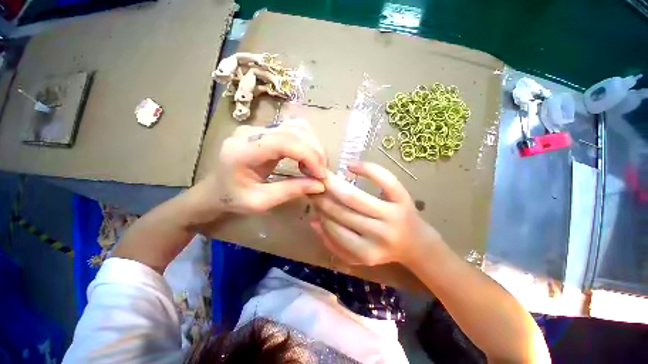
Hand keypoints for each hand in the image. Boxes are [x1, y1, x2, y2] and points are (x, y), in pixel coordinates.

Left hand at [197, 119, 326, 217]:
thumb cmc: (232, 199)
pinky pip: (293, 129)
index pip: (284, 141)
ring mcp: (257, 128)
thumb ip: (290, 191)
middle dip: (315, 152)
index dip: (309, 155)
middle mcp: (250, 132)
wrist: (214, 190)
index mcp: (242, 151)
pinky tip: (307, 158)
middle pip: (294, 131)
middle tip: (321, 173)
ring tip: (315, 166)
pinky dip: (306, 142)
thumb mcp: (260, 202)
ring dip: (313, 146)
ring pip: (296, 127)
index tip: (321, 175)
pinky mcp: (264, 131)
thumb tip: (320, 184)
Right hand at [310, 161, 442, 265]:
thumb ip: (332, 243)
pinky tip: (351, 165)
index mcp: (365, 252)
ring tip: (326, 178)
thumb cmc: (382, 249)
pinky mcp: (404, 199)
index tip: (312, 198)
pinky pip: (385, 181)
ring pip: (354, 197)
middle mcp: (378, 235)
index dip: (320, 212)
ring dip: (335, 185)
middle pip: (342, 211)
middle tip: (315, 185)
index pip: (333, 229)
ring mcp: (392, 215)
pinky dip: (367, 170)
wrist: (416, 244)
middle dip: (323, 196)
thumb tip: (313, 221)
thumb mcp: (356, 255)